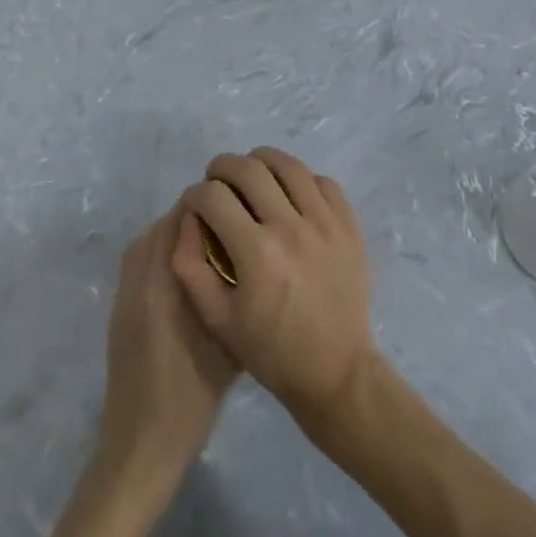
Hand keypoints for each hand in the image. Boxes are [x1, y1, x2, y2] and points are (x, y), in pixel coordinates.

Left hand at [100, 202, 238, 482]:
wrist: (142, 443)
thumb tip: (246, 254)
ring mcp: (125, 290)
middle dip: (196, 217)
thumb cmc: (192, 398)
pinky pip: (141, 258)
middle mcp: (139, 276)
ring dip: (178, 232)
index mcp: (163, 283)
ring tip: (214, 243)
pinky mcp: (120, 304)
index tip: (239, 208)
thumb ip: (231, 292)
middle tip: (232, 224)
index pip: (180, 218)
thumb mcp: (228, 344)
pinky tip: (190, 271)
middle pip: (163, 224)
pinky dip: (163, 251)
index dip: (210, 206)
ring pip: (150, 239)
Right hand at [171, 147, 373, 434]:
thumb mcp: (216, 318)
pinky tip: (289, 195)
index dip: (195, 195)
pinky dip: (300, 179)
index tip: (195, 205)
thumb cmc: (271, 350)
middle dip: (222, 168)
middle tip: (217, 182)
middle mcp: (291, 228)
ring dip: (261, 162)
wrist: (337, 373)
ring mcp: (325, 224)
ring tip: (251, 177)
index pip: (213, 196)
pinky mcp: (349, 227)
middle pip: (248, 168)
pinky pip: (323, 181)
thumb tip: (186, 219)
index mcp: (256, 253)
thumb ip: (190, 265)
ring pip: (288, 165)